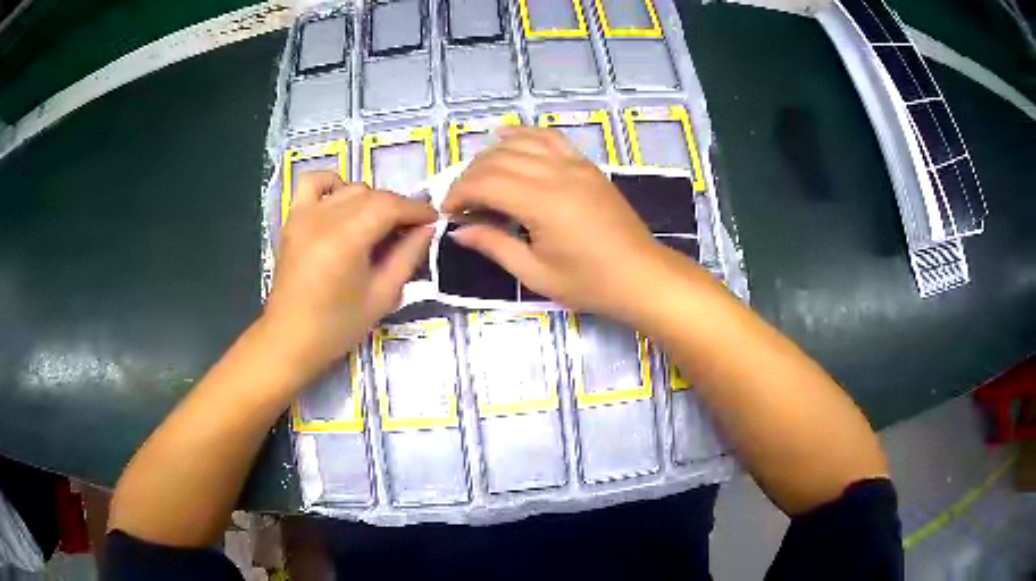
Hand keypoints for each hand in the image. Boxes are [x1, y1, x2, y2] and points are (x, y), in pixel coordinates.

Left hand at [264, 173, 435, 381]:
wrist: (290, 338)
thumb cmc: (337, 326)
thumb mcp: (382, 296)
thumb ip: (408, 256)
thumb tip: (428, 228)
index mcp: (345, 240)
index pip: (389, 206)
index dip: (416, 209)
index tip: (434, 220)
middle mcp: (323, 218)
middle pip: (371, 194)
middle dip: (397, 207)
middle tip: (410, 231)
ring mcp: (304, 215)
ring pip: (349, 188)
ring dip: (371, 200)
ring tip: (378, 225)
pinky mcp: (292, 219)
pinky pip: (313, 182)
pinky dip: (333, 185)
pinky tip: (342, 203)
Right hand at [442, 127, 669, 319]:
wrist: (640, 276)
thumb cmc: (589, 283)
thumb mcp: (535, 274)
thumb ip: (494, 245)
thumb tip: (458, 230)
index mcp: (542, 203)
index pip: (485, 183)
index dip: (458, 194)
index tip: (447, 212)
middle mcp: (556, 173)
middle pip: (498, 160)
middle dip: (469, 177)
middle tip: (460, 203)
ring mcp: (574, 164)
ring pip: (520, 143)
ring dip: (491, 155)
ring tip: (477, 177)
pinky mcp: (586, 165)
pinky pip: (549, 138)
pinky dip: (523, 134)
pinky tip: (505, 137)